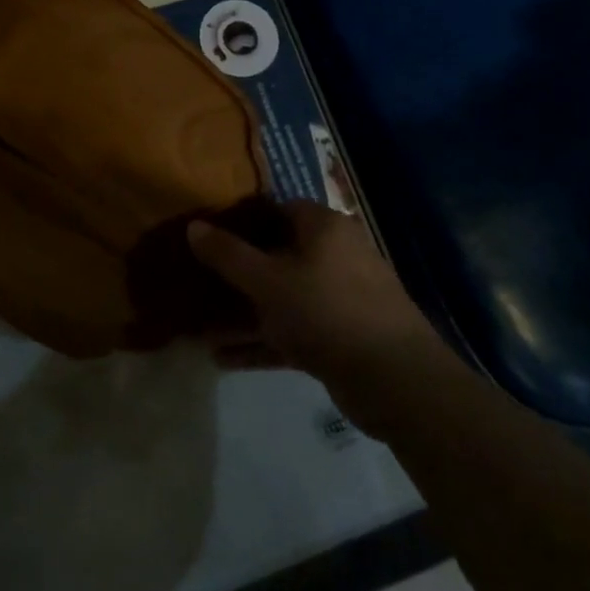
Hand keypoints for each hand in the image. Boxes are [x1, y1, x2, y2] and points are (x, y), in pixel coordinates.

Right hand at [190, 200, 445, 437]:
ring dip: (246, 314)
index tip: (210, 234)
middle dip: (239, 272)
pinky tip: (224, 359)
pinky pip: (293, 331)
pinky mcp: (341, 338)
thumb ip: (228, 254)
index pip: (279, 209)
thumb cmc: (326, 311)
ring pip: (283, 298)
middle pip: (279, 255)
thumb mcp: (267, 280)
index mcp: (324, 228)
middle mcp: (336, 255)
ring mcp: (341, 298)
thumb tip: (193, 225)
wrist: (396, 381)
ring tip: (202, 327)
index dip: (243, 219)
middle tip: (200, 279)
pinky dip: (263, 342)